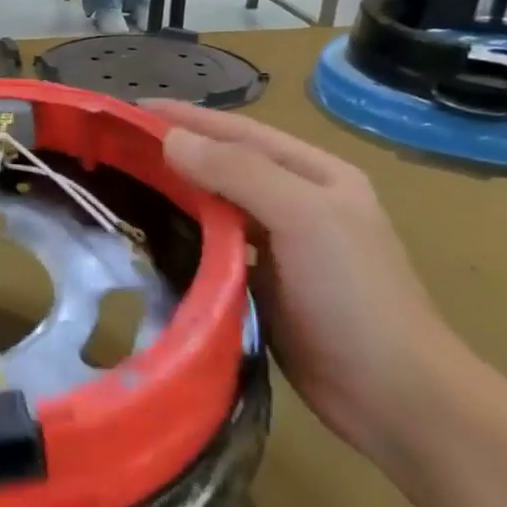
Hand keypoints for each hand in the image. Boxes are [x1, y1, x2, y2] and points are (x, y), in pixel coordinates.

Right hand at [145, 101, 464, 466]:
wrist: (393, 396)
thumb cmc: (353, 296)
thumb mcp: (303, 218)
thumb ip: (238, 172)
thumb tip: (171, 140)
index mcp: (316, 174)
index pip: (239, 132)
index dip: (185, 118)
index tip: (127, 110)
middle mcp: (297, 202)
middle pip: (224, 166)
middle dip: (172, 152)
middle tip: (113, 149)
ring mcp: (280, 246)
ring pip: (215, 207)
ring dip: (173, 194)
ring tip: (119, 186)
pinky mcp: (261, 284)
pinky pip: (212, 247)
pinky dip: (181, 237)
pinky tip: (147, 237)